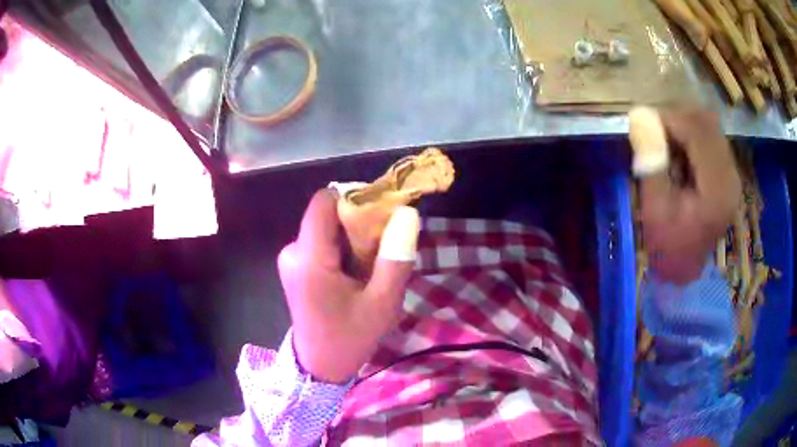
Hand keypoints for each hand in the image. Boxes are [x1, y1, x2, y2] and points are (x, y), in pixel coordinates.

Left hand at [277, 189, 419, 382]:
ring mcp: (291, 258)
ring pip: (327, 228)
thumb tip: (407, 213)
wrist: (319, 367)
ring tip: (371, 268)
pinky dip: (343, 249)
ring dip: (353, 239)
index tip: (383, 213)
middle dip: (359, 223)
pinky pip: (322, 242)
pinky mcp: (295, 266)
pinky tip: (356, 275)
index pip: (325, 201)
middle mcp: (293, 251)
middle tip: (385, 248)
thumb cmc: (350, 339)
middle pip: (328, 214)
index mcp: (310, 259)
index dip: (355, 197)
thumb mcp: (382, 304)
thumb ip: (395, 258)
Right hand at [640, 107, 740, 284]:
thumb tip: (640, 118)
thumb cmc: (669, 244)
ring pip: (710, 127)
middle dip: (677, 118)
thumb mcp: (655, 209)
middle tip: (654, 129)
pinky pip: (711, 137)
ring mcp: (732, 174)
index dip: (671, 119)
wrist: (686, 268)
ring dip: (685, 125)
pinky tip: (680, 151)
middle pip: (707, 124)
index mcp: (717, 190)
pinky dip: (692, 134)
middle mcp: (731, 176)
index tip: (644, 121)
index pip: (699, 132)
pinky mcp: (728, 172)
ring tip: (666, 140)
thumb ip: (651, 164)